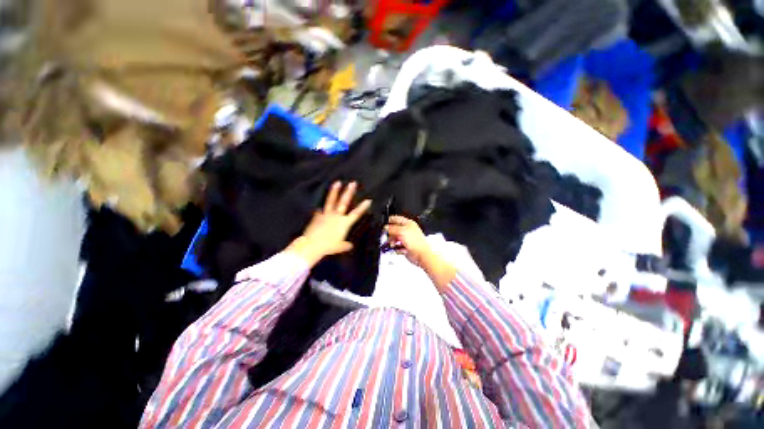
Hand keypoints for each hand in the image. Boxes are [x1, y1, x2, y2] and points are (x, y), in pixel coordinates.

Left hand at [287, 182, 370, 265]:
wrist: (312, 245)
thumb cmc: (328, 247)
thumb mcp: (339, 247)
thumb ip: (346, 245)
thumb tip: (350, 245)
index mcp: (344, 223)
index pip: (356, 213)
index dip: (363, 207)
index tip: (368, 200)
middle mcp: (336, 216)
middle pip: (344, 202)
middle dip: (349, 192)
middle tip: (353, 183)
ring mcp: (326, 214)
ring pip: (331, 201)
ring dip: (334, 191)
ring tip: (337, 182)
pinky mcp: (317, 216)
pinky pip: (320, 211)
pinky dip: (320, 210)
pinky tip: (319, 208)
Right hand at [385, 216, 432, 266]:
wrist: (421, 254)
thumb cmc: (416, 242)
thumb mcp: (401, 232)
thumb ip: (392, 229)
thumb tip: (385, 228)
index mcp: (408, 223)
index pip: (397, 219)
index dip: (390, 221)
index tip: (384, 225)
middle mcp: (407, 230)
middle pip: (394, 230)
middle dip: (390, 234)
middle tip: (388, 237)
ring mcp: (406, 239)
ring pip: (395, 239)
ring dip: (392, 242)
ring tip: (392, 245)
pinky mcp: (405, 247)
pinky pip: (397, 246)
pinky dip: (396, 248)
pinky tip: (398, 249)